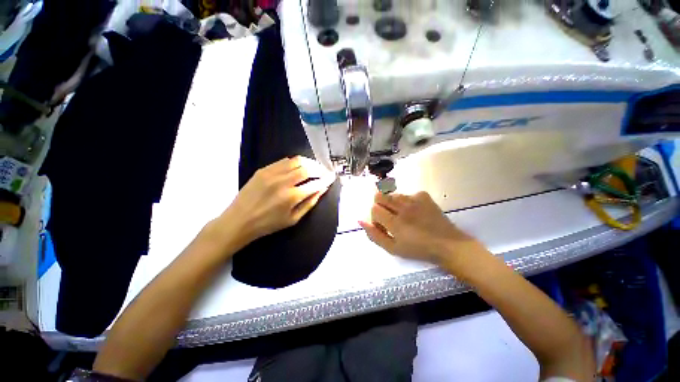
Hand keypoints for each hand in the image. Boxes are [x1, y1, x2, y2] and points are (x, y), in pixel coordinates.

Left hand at [217, 156, 335, 248]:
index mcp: (291, 197)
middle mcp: (283, 182)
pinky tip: (298, 167)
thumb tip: (322, 189)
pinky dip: (295, 162)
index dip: (326, 179)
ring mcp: (272, 173)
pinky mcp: (263, 169)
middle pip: (307, 168)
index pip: (315, 184)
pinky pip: (284, 160)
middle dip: (319, 169)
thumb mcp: (293, 219)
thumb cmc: (268, 224)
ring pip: (296, 161)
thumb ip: (310, 203)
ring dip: (308, 163)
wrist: (239, 220)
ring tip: (313, 167)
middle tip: (323, 171)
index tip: (332, 176)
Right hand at [359, 192, 487, 270]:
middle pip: (379, 195)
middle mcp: (403, 208)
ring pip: (391, 194)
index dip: (374, 217)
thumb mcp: (392, 249)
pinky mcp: (423, 195)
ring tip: (401, 214)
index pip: (374, 209)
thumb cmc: (418, 249)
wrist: (448, 244)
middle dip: (379, 205)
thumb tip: (360, 220)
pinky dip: (406, 201)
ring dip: (391, 203)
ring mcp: (414, 199)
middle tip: (387, 215)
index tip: (382, 224)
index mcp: (395, 223)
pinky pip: (406, 194)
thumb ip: (374, 235)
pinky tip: (413, 210)